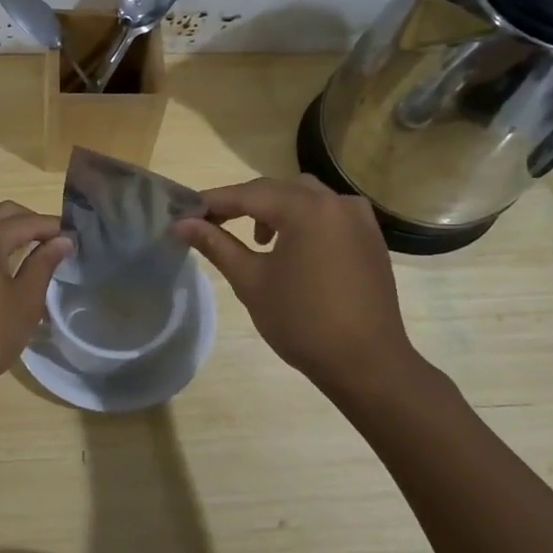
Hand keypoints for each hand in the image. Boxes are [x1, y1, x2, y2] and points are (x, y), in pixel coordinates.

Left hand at [0, 202, 72, 407]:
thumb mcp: (25, 301)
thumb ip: (43, 264)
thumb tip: (62, 240)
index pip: (27, 222)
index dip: (52, 228)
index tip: (73, 238)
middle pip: (1, 213)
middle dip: (29, 222)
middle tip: (52, 241)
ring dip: (0, 226)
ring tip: (21, 246)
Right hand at [175, 175, 426, 399]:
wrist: (367, 363)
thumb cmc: (302, 322)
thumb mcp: (251, 281)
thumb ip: (216, 244)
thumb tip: (181, 224)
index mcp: (305, 208)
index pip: (248, 194)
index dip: (213, 202)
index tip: (185, 214)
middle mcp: (335, 201)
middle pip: (277, 189)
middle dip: (243, 203)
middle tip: (211, 224)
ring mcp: (358, 217)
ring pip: (305, 197)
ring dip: (275, 208)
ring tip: (257, 239)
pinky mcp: (370, 236)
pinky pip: (329, 213)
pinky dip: (304, 219)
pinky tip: (293, 247)